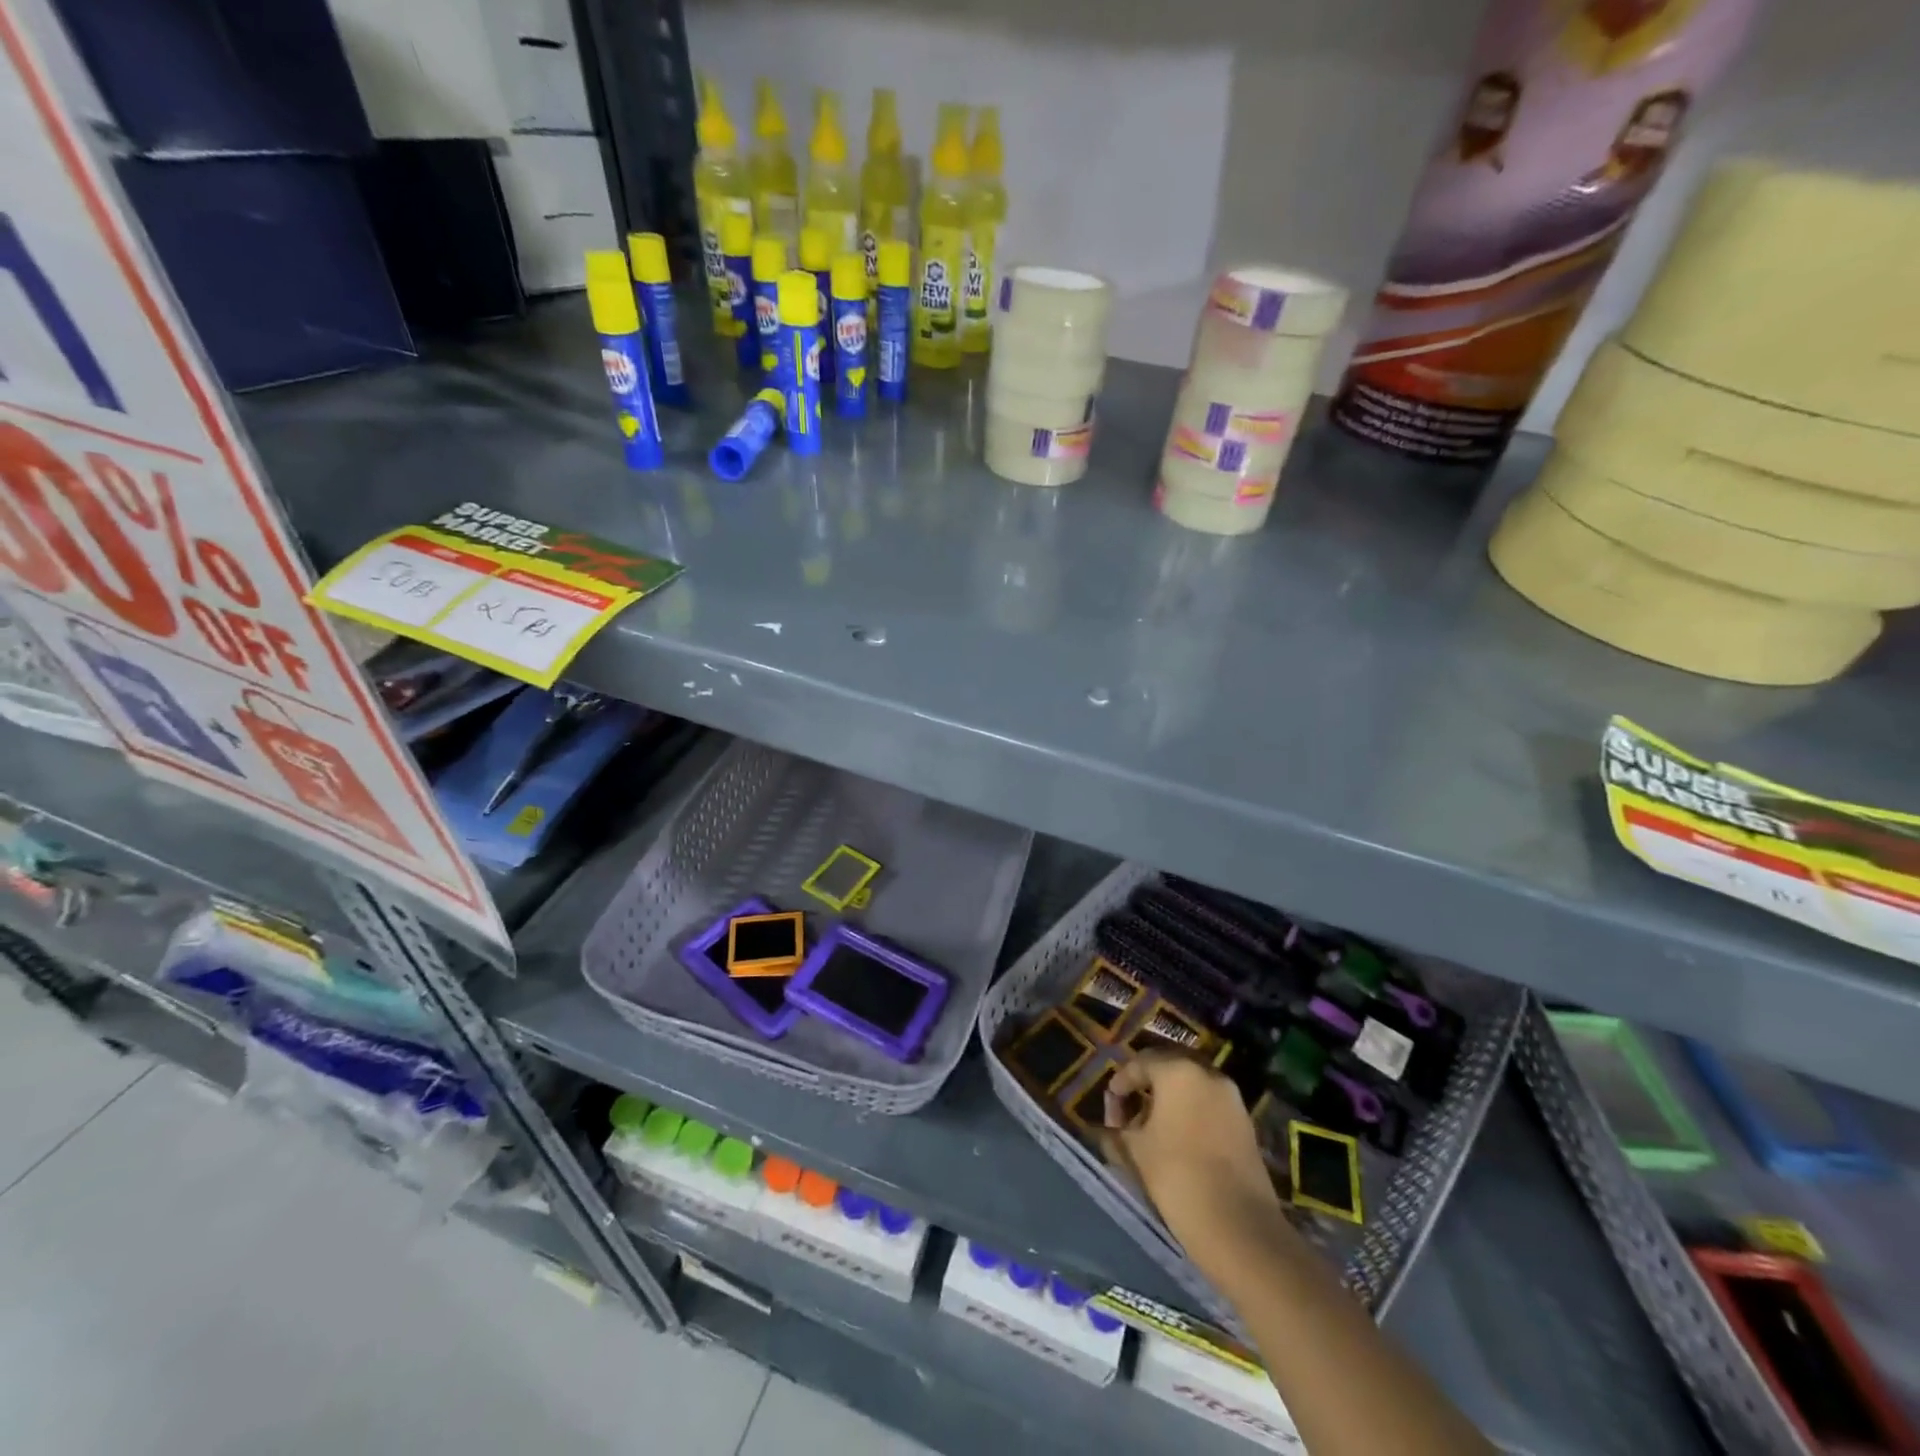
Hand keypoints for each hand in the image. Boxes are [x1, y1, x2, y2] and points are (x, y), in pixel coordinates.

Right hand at [1102, 1053, 1289, 1280]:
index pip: (1140, 1063)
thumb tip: (1110, 1128)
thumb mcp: (1135, 1152)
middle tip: (1128, 1113)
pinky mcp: (1245, 1124)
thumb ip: (1117, 1131)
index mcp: (1178, 1071)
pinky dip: (1190, 1113)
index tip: (1109, 1110)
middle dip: (1145, 1087)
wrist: (1239, 1227)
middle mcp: (1208, 1074)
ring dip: (1169, 1100)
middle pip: (1168, 1069)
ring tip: (1152, 1130)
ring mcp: (1232, 1098)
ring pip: (1191, 1087)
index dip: (1120, 1084)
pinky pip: (1209, 1105)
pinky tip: (1178, 1141)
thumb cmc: (1178, 1177)